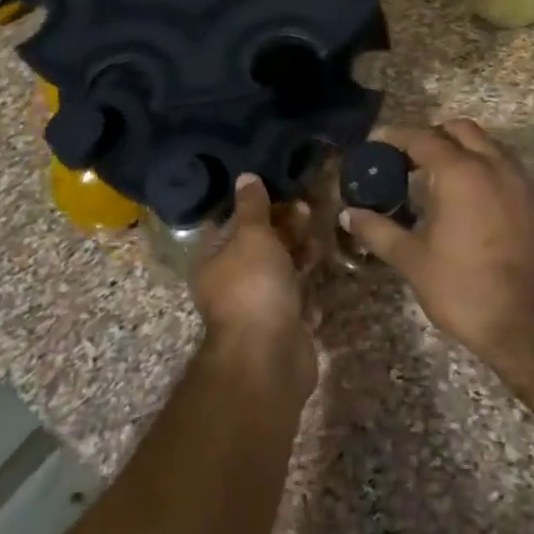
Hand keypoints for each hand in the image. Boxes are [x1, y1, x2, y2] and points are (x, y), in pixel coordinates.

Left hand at [191, 175, 319, 404]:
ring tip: (319, 243)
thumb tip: (245, 177)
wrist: (269, 357)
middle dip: (284, 228)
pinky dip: (306, 294)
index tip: (282, 191)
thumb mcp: (252, 236)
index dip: (256, 206)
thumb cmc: (254, 286)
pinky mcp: (282, 327)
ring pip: (281, 273)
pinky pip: (296, 302)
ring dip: (300, 256)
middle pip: (259, 247)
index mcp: (214, 259)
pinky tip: (316, 286)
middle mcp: (230, 283)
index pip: (232, 223)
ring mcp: (257, 307)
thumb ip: (252, 206)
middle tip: (308, 211)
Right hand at [342, 119, 533, 362]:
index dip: (395, 137)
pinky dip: (482, 172)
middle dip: (432, 136)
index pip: (422, 138)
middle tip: (407, 160)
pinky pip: (505, 171)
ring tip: (435, 181)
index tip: (375, 144)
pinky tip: (465, 204)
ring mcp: (521, 184)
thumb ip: (379, 231)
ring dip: (461, 152)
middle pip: (461, 130)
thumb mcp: (413, 260)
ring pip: (488, 147)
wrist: (531, 325)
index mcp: (460, 173)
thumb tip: (350, 215)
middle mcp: (494, 167)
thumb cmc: (464, 288)